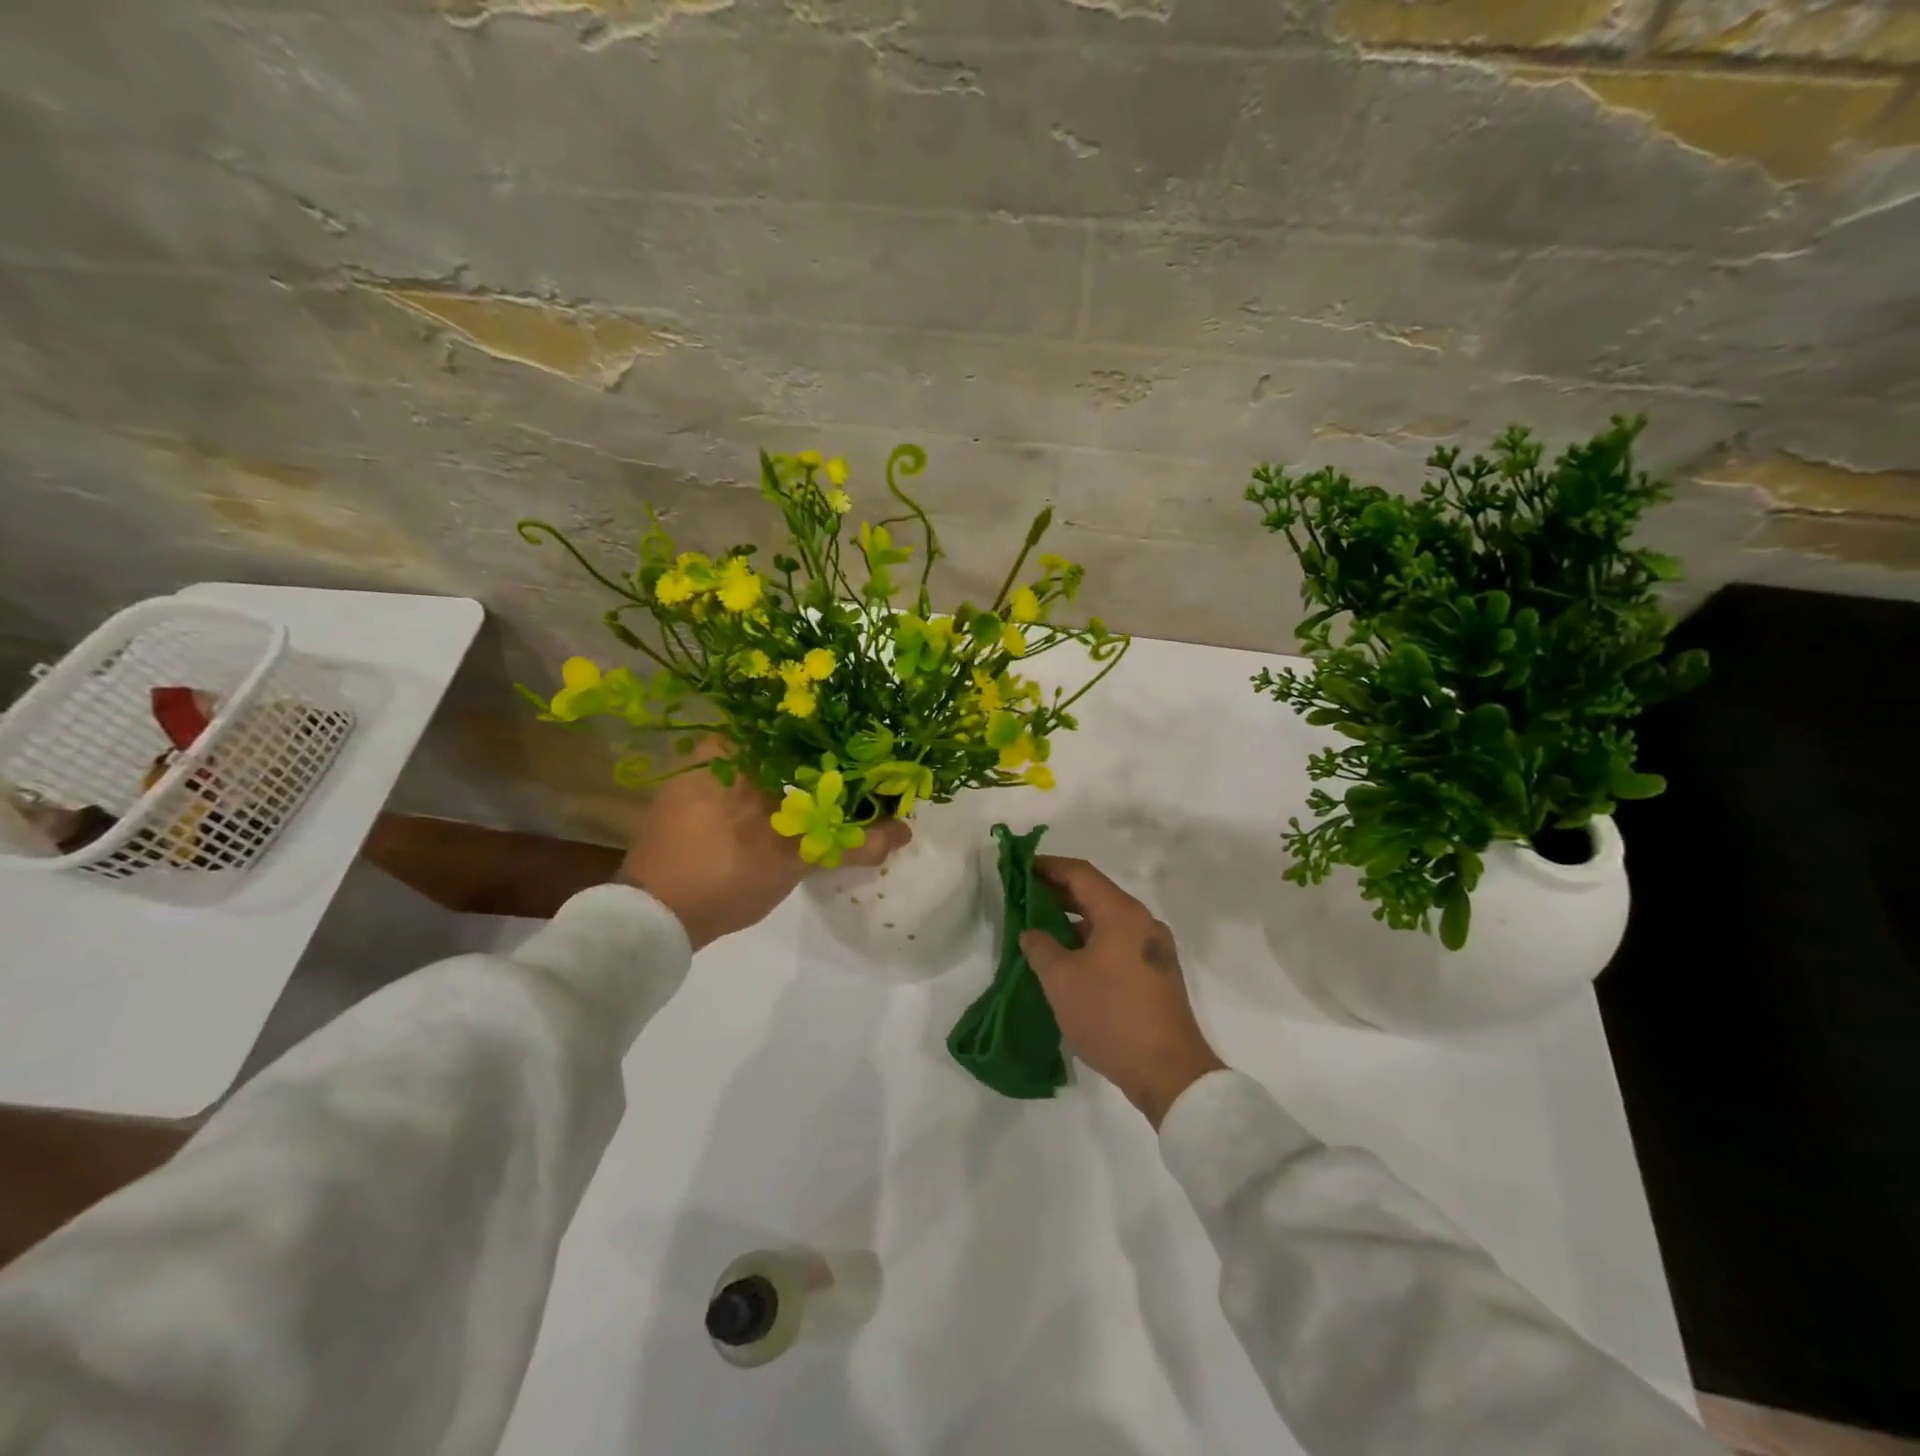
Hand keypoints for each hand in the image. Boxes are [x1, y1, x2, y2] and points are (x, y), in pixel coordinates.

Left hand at [618, 749, 910, 950]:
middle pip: (784, 744)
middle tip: (858, 774)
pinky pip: (745, 784)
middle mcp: (713, 748)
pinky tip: (796, 812)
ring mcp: (698, 775)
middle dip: (821, 760)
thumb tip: (905, 831)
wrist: (651, 920)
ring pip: (765, 765)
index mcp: (735, 745)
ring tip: (835, 792)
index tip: (868, 748)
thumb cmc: (724, 872)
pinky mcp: (691, 801)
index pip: (800, 723)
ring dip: (798, 779)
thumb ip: (851, 842)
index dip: (839, 736)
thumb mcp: (796, 858)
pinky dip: (773, 794)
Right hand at [1019, 856, 1225, 1128]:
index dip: (1048, 867)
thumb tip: (1032, 932)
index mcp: (1122, 913)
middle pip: (1095, 894)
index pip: (1080, 874)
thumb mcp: (1062, 980)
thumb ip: (1041, 947)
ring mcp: (1154, 948)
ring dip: (1073, 920)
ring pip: (1106, 920)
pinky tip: (1068, 959)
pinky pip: (1117, 942)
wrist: (1169, 1071)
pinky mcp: (1157, 973)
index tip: (1020, 867)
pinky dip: (1090, 940)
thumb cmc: (1111, 1016)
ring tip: (1040, 929)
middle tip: (1023, 897)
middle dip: (1058, 893)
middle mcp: (1142, 922)